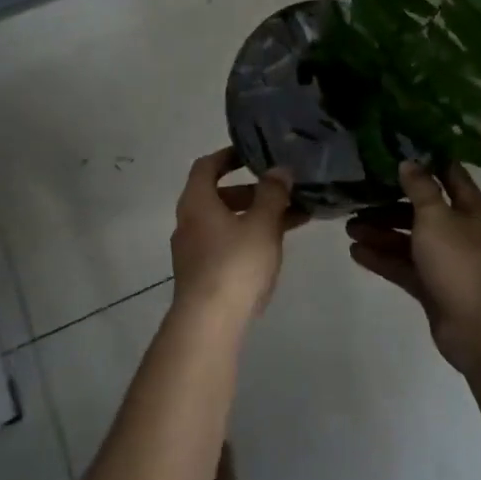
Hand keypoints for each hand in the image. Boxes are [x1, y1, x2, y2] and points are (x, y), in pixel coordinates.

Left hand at [171, 148, 301, 325]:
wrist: (208, 325)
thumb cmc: (234, 264)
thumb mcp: (262, 224)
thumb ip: (272, 194)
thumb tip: (279, 169)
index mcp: (196, 202)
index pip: (207, 166)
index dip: (228, 156)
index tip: (253, 154)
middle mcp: (188, 223)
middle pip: (218, 196)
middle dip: (253, 192)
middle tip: (282, 192)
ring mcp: (192, 252)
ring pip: (226, 224)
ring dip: (256, 218)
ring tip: (292, 221)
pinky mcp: (201, 277)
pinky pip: (226, 247)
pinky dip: (248, 240)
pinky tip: (274, 251)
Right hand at [347, 162, 480, 373]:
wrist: (480, 329)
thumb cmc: (460, 262)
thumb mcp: (436, 216)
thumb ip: (420, 188)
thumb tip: (408, 162)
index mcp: (470, 207)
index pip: (447, 173)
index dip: (423, 160)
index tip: (393, 149)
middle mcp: (459, 230)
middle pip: (421, 208)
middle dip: (388, 203)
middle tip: (358, 196)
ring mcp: (446, 260)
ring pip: (409, 238)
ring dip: (380, 231)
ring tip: (349, 227)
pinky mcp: (432, 286)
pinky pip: (403, 265)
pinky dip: (382, 258)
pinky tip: (356, 252)